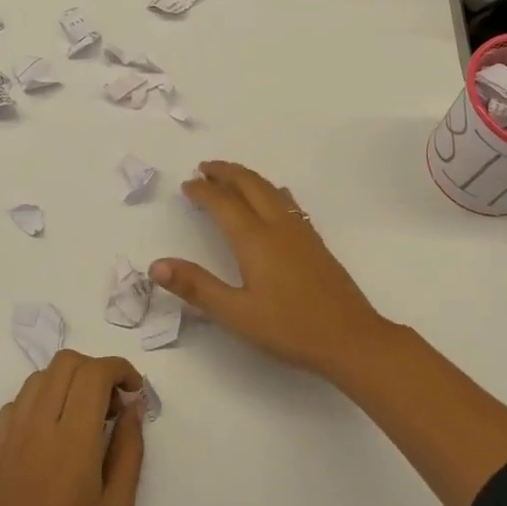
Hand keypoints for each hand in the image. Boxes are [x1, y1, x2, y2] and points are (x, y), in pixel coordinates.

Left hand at [0, 350, 146, 505]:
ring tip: (87, 416)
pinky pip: (17, 402)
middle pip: (66, 363)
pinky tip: (55, 430)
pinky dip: (41, 399)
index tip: (135, 392)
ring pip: (39, 377)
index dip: (120, 369)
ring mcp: (10, 437)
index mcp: (72, 442)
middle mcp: (37, 428)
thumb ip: (129, 450)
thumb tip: (133, 407)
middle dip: (97, 370)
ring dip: (69, 381)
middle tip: (114, 405)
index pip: (94, 373)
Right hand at [150, 160, 398, 381]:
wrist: (350, 337)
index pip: (223, 203)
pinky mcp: (315, 242)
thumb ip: (197, 287)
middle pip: (250, 184)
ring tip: (231, 177)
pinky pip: (287, 202)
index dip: (202, 191)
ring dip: (248, 177)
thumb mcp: (235, 313)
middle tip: (205, 168)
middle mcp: (278, 226)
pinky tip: (274, 199)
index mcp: (254, 239)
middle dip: (226, 172)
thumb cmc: (289, 328)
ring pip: (271, 189)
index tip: (186, 185)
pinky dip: (270, 190)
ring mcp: (301, 232)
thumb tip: (156, 265)